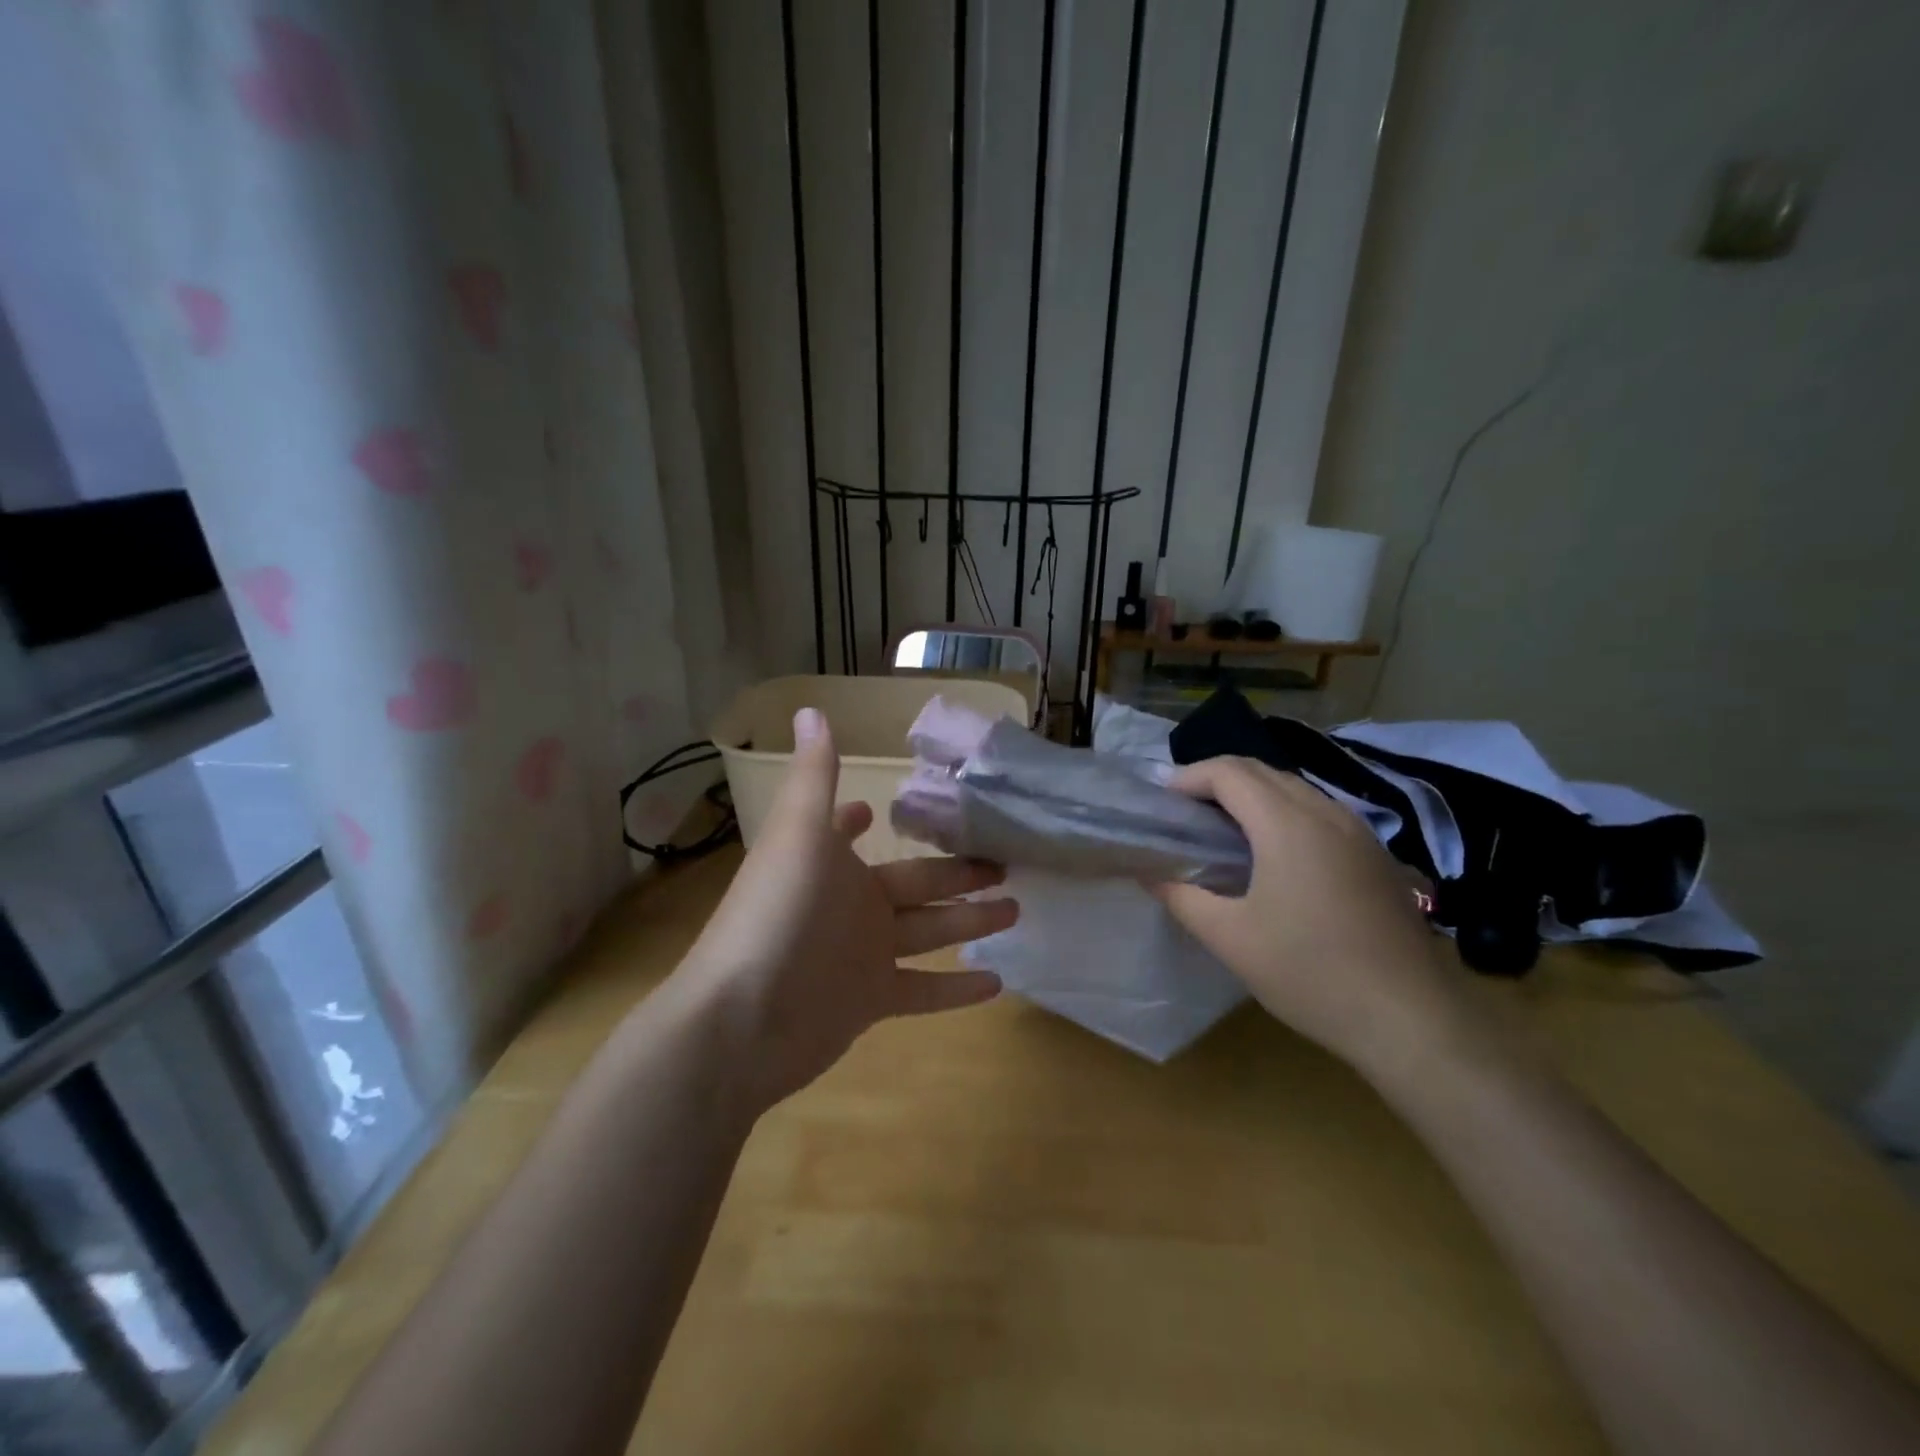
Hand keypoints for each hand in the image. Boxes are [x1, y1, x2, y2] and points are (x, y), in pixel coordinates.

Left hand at [668, 708, 1014, 1113]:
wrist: (741, 1021)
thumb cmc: (777, 914)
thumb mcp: (800, 835)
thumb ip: (815, 776)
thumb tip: (810, 709)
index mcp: (829, 861)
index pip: (850, 832)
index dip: (863, 819)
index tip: (893, 808)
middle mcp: (848, 905)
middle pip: (916, 884)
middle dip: (958, 874)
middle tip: (1007, 864)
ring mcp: (860, 956)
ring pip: (927, 933)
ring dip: (969, 924)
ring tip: (1018, 910)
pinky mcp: (870, 1003)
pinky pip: (923, 991)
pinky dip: (957, 988)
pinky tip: (999, 983)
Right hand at [1153, 756, 1466, 1074]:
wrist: (1411, 1020)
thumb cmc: (1311, 974)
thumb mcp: (1231, 939)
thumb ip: (1182, 897)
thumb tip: (1149, 873)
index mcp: (1287, 824)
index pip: (1229, 772)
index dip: (1188, 776)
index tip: (1161, 802)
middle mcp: (1325, 813)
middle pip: (1261, 771)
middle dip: (1216, 780)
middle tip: (1183, 812)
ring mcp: (1358, 831)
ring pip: (1294, 788)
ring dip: (1251, 795)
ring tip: (1220, 828)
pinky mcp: (1375, 854)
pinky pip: (1318, 811)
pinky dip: (1282, 812)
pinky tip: (1272, 853)